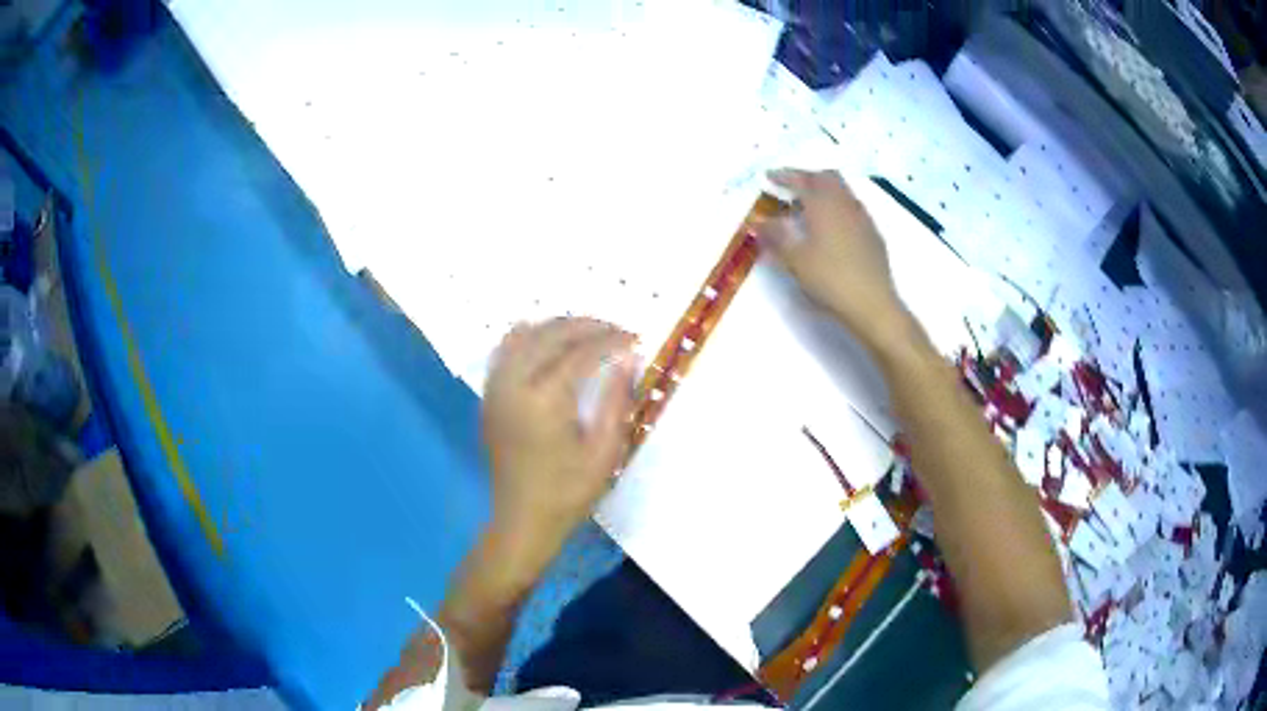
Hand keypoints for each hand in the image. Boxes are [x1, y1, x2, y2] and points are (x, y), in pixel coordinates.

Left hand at [482, 318, 637, 564]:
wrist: (523, 520)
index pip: (581, 352)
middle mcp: (514, 384)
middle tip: (615, 330)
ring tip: (586, 332)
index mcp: (544, 400)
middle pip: (550, 334)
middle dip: (585, 325)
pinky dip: (528, 337)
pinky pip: (504, 350)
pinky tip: (548, 343)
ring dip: (556, 326)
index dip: (610, 340)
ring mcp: (496, 388)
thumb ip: (616, 400)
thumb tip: (629, 357)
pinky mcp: (489, 396)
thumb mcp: (605, 452)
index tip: (635, 338)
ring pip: (523, 335)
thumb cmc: (569, 492)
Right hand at [758, 169, 906, 344]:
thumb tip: (758, 222)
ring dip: (825, 191)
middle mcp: (845, 203)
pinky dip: (838, 208)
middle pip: (827, 177)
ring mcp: (863, 218)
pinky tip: (832, 227)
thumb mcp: (795, 259)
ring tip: (810, 206)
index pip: (801, 180)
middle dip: (807, 177)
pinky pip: (853, 209)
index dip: (783, 175)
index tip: (769, 176)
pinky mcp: (873, 235)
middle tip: (791, 186)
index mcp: (824, 204)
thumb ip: (775, 236)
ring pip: (843, 192)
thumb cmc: (830, 279)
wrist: (872, 304)